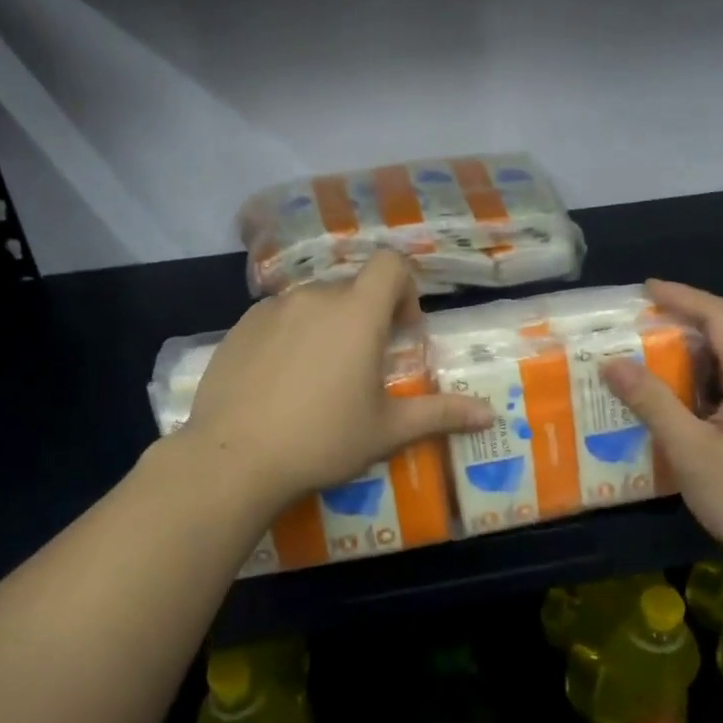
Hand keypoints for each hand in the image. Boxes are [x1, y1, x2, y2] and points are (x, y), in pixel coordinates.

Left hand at [179, 251, 492, 506]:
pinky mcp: (239, 327)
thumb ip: (440, 413)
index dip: (404, 289)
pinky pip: (277, 318)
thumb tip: (490, 413)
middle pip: (352, 287)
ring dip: (327, 325)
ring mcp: (271, 309)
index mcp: (356, 312)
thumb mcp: (387, 430)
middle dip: (366, 315)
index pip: (390, 263)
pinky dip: (290, 336)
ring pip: (313, 303)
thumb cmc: (322, 440)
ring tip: (319, 376)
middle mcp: (314, 297)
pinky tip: (280, 381)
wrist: (232, 458)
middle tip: (363, 366)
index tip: (400, 332)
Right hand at [599, 280, 722, 580]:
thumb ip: (652, 402)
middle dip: (680, 330)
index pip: (722, 316)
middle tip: (635, 335)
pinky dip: (705, 391)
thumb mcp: (690, 450)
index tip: (645, 290)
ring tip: (647, 372)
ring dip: (690, 365)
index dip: (683, 296)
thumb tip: (612, 363)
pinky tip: (679, 414)